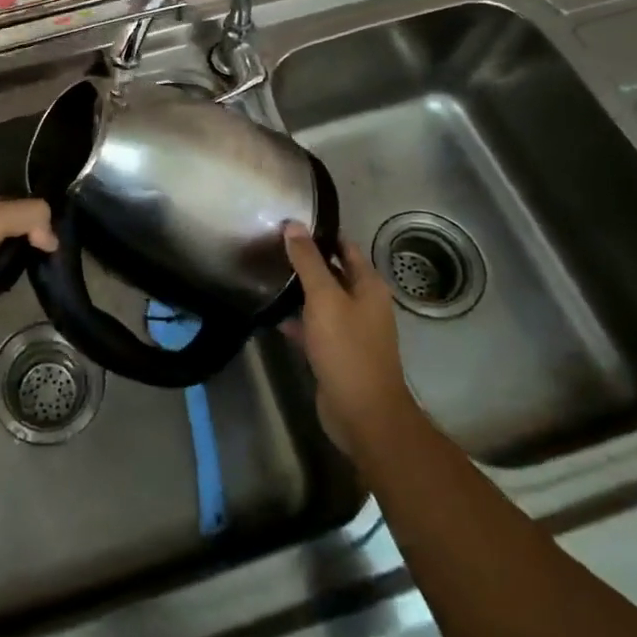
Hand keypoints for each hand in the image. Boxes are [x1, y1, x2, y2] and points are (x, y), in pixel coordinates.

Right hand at [282, 224, 415, 459]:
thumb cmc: (347, 348)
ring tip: (267, 275)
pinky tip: (273, 316)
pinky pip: (315, 327)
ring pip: (323, 301)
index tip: (290, 223)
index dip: (321, 234)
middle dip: (307, 261)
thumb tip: (293, 224)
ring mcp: (351, 330)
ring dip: (300, 291)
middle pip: (333, 273)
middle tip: (272, 247)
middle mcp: (364, 304)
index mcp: (369, 286)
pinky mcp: (337, 353)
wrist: (363, 414)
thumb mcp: (324, 298)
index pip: (344, 247)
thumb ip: (308, 261)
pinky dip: (298, 320)